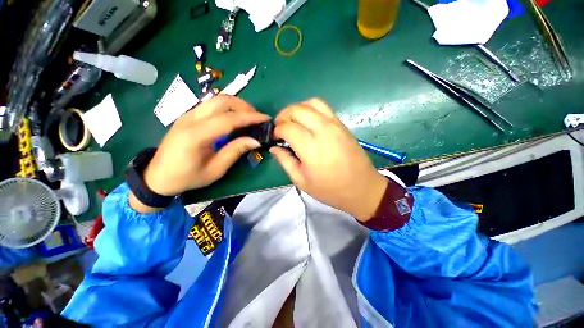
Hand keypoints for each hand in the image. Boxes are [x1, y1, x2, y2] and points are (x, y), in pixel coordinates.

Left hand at [130, 95, 268, 212]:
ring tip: (249, 117)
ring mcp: (188, 115)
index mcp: (196, 135)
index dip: (249, 117)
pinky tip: (235, 119)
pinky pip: (212, 105)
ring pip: (217, 99)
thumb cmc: (187, 177)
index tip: (265, 119)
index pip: (228, 119)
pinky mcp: (188, 116)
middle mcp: (190, 119)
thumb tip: (255, 140)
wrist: (157, 176)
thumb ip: (235, 152)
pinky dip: (227, 108)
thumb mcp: (215, 170)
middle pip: (222, 101)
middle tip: (258, 118)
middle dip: (244, 106)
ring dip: (236, 105)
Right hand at [270, 99, 387, 220]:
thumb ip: (285, 161)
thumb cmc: (330, 189)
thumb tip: (274, 147)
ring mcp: (335, 125)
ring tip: (292, 122)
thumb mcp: (301, 181)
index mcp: (311, 148)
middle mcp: (323, 130)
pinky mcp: (342, 125)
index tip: (274, 137)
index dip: (277, 130)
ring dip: (297, 109)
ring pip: (311, 103)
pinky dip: (310, 109)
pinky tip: (307, 122)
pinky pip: (324, 108)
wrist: (362, 188)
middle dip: (284, 115)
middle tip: (280, 127)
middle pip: (298, 110)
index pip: (288, 127)